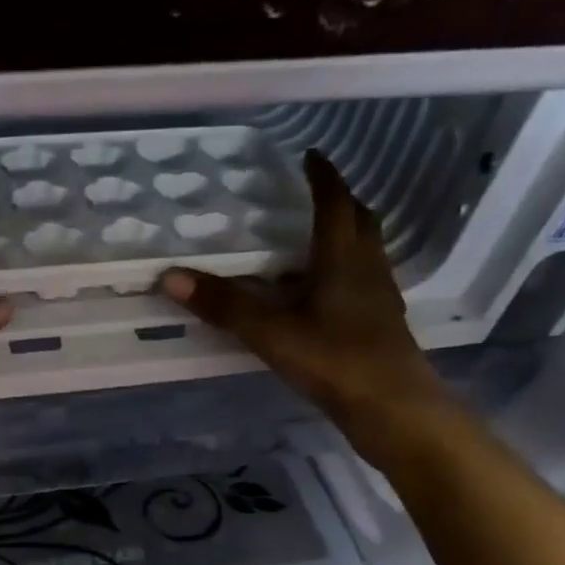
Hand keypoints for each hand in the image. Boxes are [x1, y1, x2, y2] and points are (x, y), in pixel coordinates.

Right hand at [160, 149, 446, 456]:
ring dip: (343, 238)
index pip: (335, 203)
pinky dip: (342, 274)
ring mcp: (378, 298)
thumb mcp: (271, 332)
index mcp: (343, 259)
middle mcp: (367, 269)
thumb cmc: (335, 360)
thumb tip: (170, 277)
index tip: (310, 155)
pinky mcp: (380, 325)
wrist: (393, 409)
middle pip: (360, 222)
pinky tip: (321, 295)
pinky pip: (361, 283)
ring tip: (311, 242)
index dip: (323, 177)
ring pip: (364, 253)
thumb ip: (224, 305)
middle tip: (315, 194)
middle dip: (340, 202)